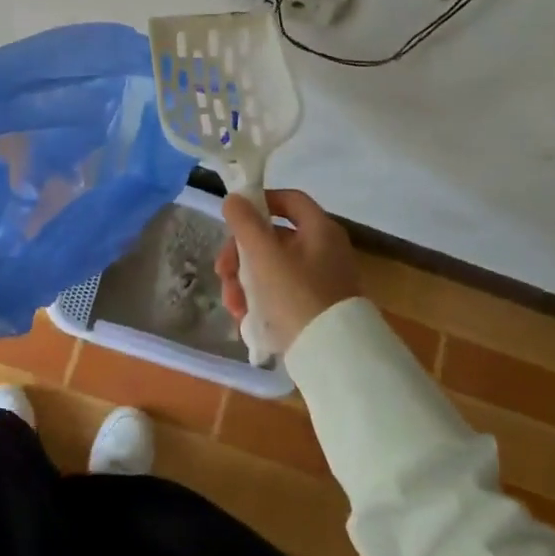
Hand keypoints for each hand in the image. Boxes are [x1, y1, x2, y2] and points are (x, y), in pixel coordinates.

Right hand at [215, 189, 361, 351]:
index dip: (259, 202)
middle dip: (240, 256)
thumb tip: (234, 198)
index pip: (289, 199)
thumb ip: (245, 223)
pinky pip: (281, 294)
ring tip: (232, 306)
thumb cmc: (297, 296)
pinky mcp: (315, 308)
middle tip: (222, 273)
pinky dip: (260, 301)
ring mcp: (321, 281)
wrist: (332, 357)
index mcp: (320, 230)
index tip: (233, 219)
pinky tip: (245, 319)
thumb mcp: (264, 256)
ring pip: (272, 269)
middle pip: (273, 238)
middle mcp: (324, 250)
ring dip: (244, 282)